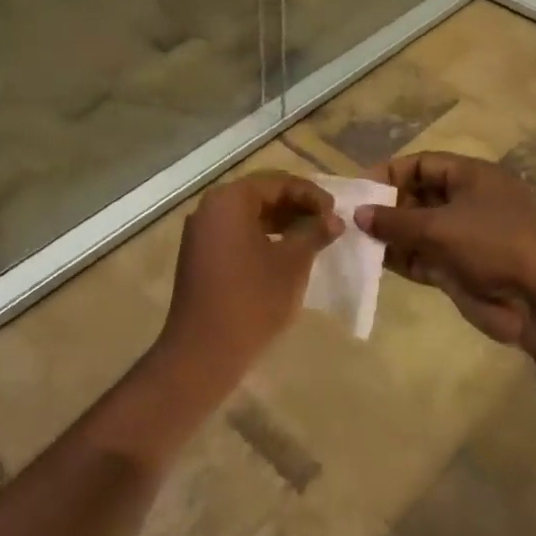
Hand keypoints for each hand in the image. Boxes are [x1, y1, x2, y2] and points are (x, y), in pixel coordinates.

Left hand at [156, 171, 340, 394]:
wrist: (203, 353)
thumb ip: (313, 232)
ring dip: (281, 223)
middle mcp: (210, 208)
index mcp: (230, 199)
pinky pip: (236, 235)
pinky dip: (263, 238)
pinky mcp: (199, 257)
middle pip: (261, 196)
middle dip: (296, 207)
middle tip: (326, 223)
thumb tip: (334, 219)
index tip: (336, 212)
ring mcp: (201, 234)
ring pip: (249, 216)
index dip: (310, 195)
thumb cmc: (252, 299)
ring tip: (312, 239)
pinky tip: (285, 255)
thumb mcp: (292, 262)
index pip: (277, 182)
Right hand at [357, 153, 535, 356]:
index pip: (423, 164)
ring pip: (419, 230)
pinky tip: (373, 262)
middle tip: (352, 218)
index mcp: (472, 177)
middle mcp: (468, 202)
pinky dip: (401, 258)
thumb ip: (395, 220)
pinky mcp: (461, 269)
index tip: (360, 188)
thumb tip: (359, 213)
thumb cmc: (494, 244)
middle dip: (387, 207)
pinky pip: (424, 257)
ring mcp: (465, 237)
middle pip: (419, 196)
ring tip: (355, 241)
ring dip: (390, 235)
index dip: (390, 173)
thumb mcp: (440, 227)